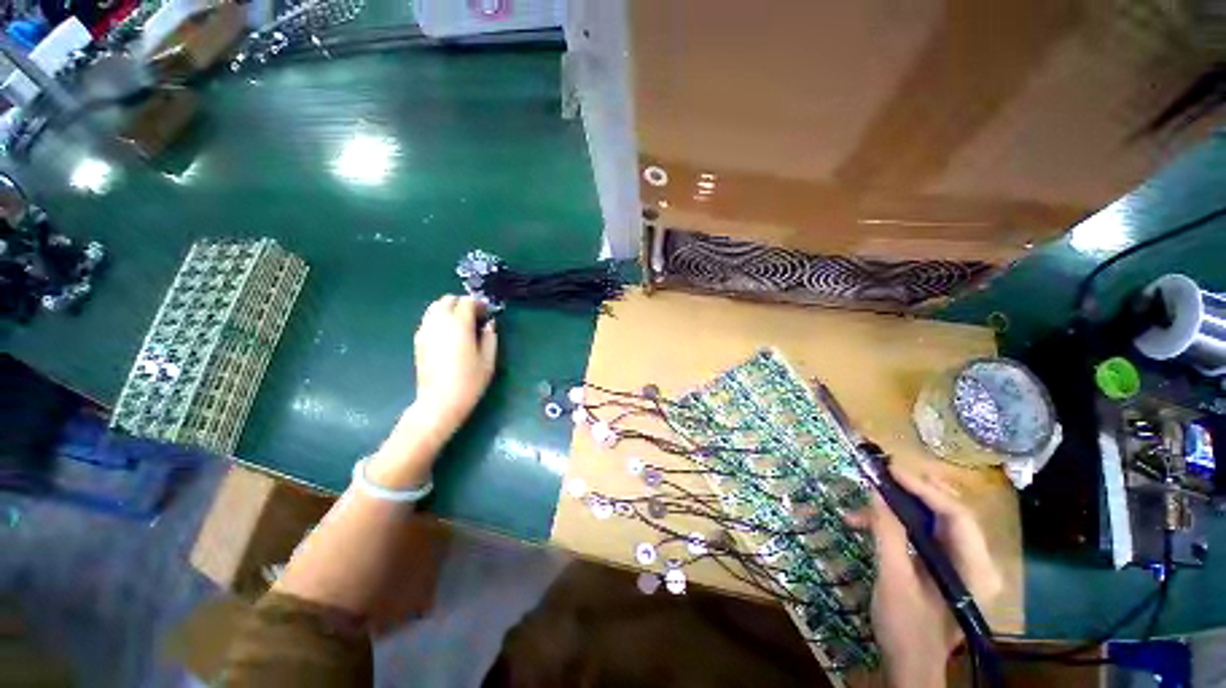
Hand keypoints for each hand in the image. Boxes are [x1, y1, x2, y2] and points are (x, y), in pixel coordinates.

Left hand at [367, 295, 496, 487]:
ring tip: (462, 324)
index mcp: (458, 325)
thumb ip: (490, 337)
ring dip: (449, 309)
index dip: (479, 305)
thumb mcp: (488, 360)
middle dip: (462, 303)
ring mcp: (425, 331)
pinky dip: (439, 319)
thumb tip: (489, 324)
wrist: (439, 402)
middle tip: (475, 317)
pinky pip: (428, 320)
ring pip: (434, 307)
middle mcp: (439, 323)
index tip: (488, 314)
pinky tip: (449, 334)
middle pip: (447, 300)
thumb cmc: (469, 382)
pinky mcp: (418, 341)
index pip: (467, 302)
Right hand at [848, 469, 1001, 687]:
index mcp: (976, 570)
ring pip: (932, 522)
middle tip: (880, 477)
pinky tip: (866, 525)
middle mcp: (976, 562)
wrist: (910, 665)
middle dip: (911, 494)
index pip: (956, 515)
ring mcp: (961, 565)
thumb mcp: (893, 579)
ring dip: (896, 511)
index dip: (923, 489)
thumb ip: (887, 532)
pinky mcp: (944, 567)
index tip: (890, 470)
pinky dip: (895, 526)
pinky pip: (923, 535)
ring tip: (861, 508)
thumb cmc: (906, 628)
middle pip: (947, 514)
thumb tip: (877, 490)